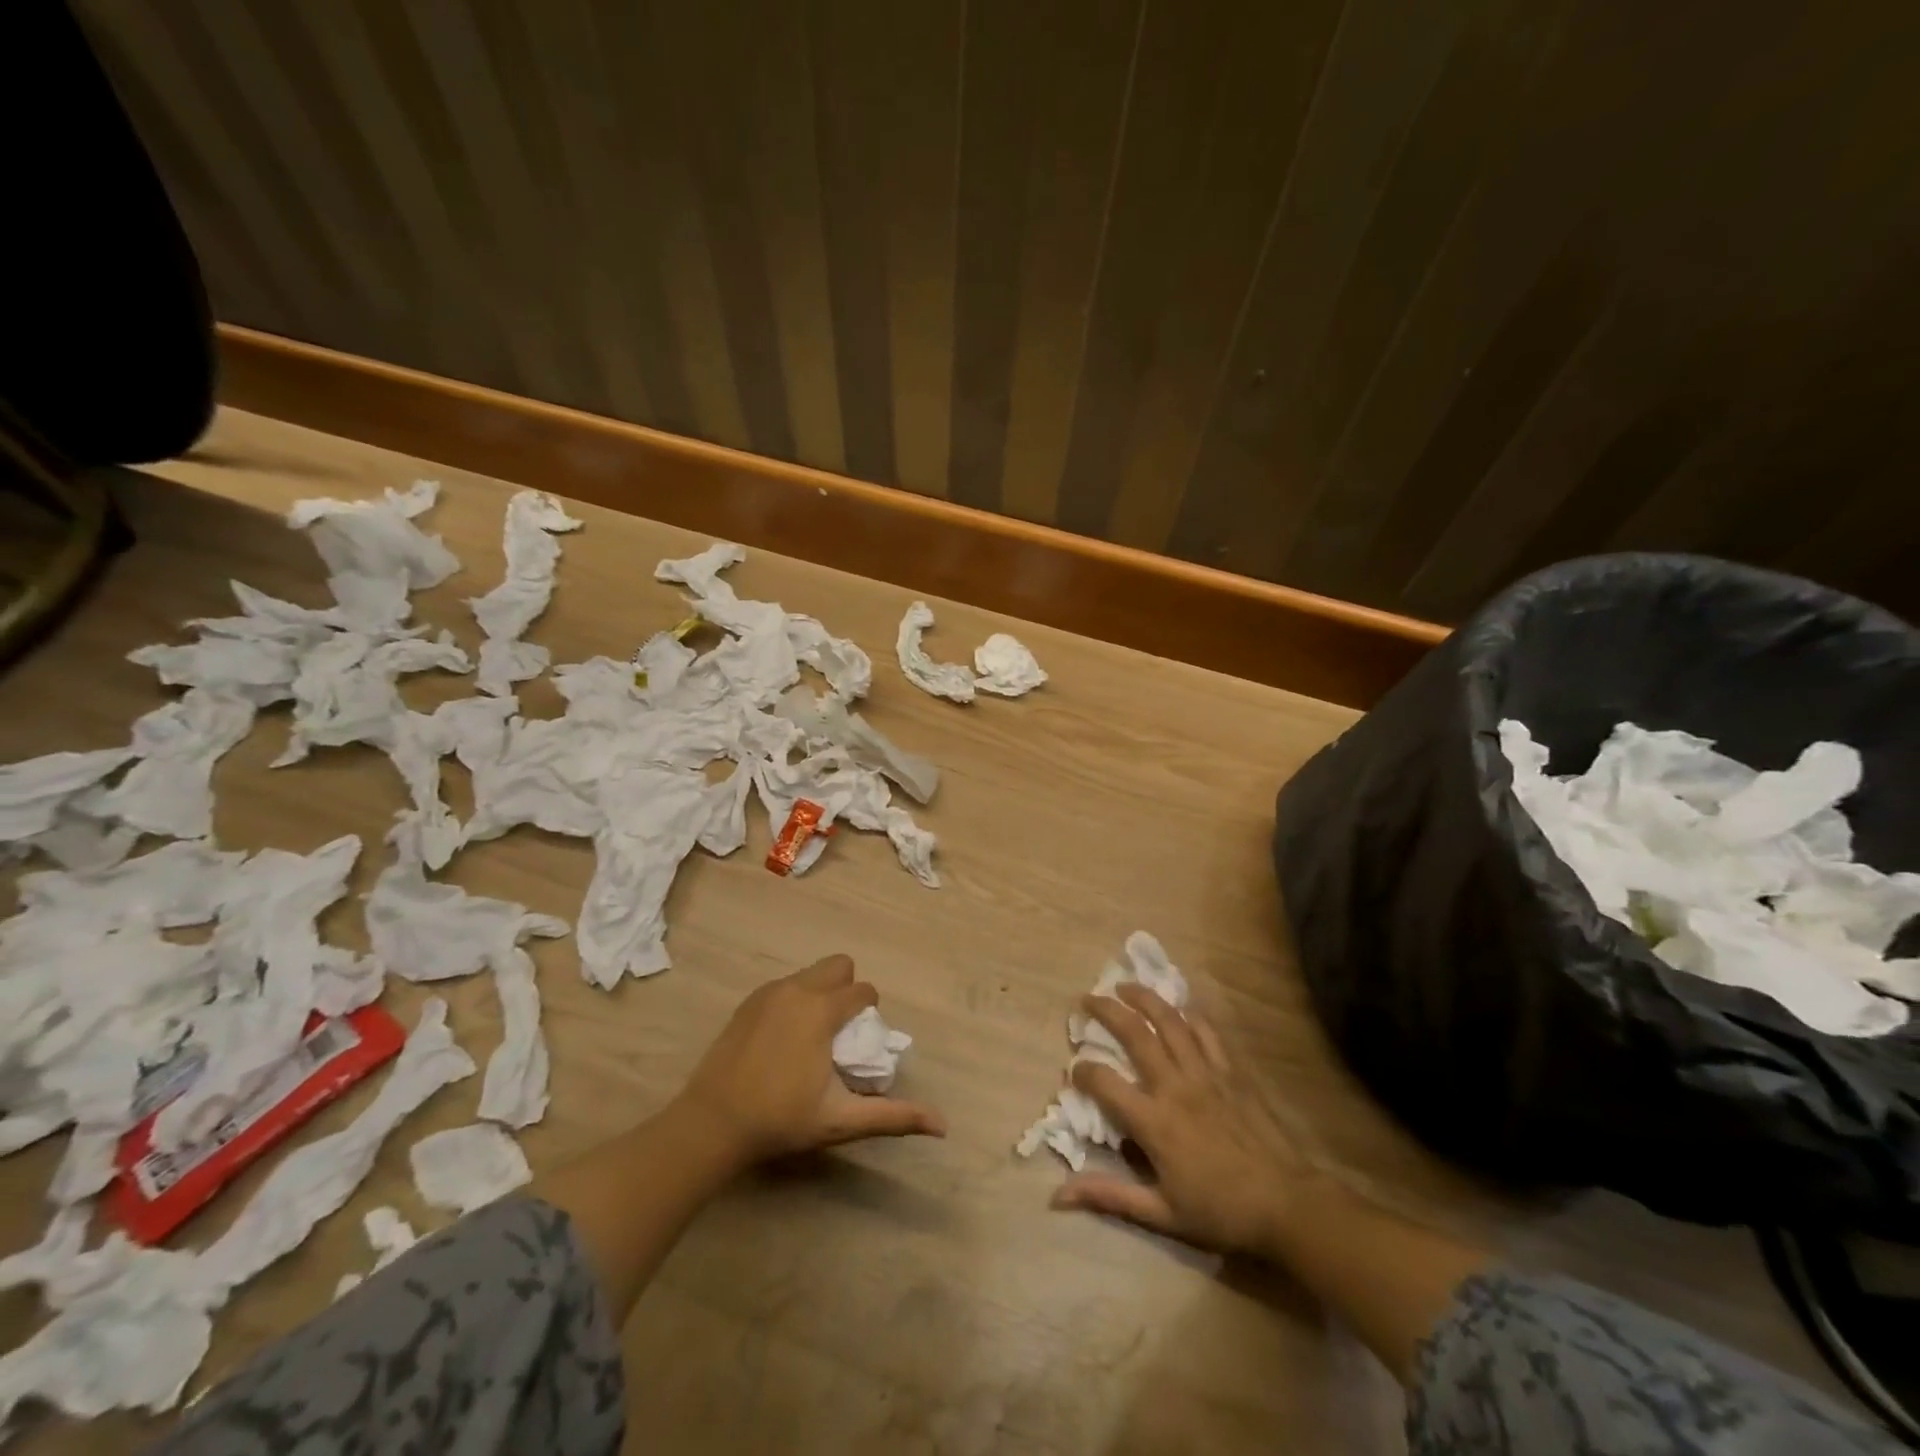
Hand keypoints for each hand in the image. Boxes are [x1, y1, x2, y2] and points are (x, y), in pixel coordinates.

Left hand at [677, 955, 944, 1165]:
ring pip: (810, 974)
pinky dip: (795, 1001)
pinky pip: (785, 986)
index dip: (869, 1012)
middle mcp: (798, 989)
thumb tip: (942, 1125)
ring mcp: (769, 992)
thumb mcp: (841, 1120)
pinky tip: (783, 1040)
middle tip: (839, 1031)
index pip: (863, 990)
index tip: (858, 1044)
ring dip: (821, 993)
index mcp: (822, 1010)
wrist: (711, 1124)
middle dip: (847, 989)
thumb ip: (892, 1117)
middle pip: (839, 965)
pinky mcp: (748, 1002)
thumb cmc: (781, 1120)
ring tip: (812, 1037)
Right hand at [1050, 985, 1311, 1256]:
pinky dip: (1188, 1014)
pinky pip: (1206, 1032)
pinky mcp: (1230, 1070)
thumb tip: (1058, 1195)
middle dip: (1106, 1010)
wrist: (1285, 1204)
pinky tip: (1177, 1008)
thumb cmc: (1220, 1211)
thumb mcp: (1160, 1214)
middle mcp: (1175, 1086)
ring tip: (1125, 986)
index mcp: (1154, 1121)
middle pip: (1134, 1033)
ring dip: (1144, 998)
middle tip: (1088, 999)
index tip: (1074, 1071)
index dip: (1082, 1072)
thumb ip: (1108, 1195)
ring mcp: (1205, 1073)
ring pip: (1169, 1021)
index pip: (1105, 1083)